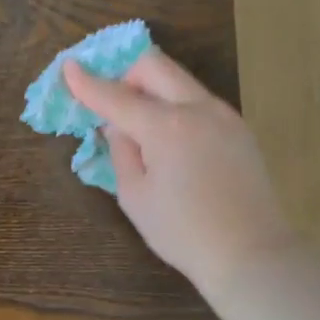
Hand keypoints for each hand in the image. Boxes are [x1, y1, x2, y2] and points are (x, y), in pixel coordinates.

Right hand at [63, 49, 298, 294]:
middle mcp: (197, 108)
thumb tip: (118, 126)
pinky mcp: (239, 128)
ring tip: (141, 128)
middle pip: (154, 65)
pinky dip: (175, 106)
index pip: (116, 96)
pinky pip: (198, 101)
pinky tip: (171, 142)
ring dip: (152, 89)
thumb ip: (121, 151)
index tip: (68, 67)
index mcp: (166, 127)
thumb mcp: (135, 197)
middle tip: (112, 104)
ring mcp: (224, 115)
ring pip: (179, 80)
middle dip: (125, 75)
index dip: (88, 83)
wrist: (251, 254)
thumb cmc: (183, 232)